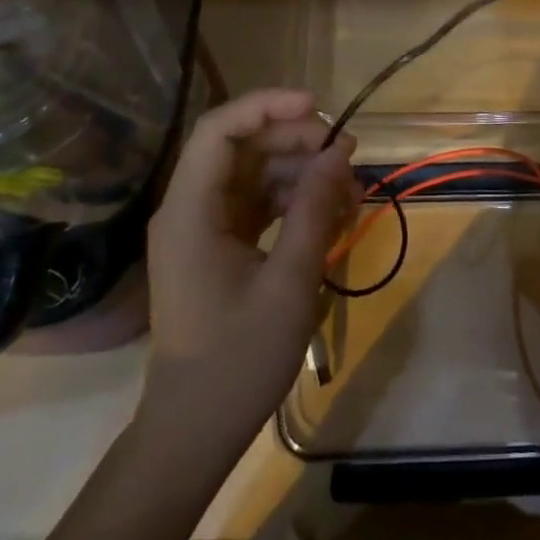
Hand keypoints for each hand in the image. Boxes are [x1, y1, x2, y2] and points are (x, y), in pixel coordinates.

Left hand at [141, 89, 357, 453]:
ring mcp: (204, 226)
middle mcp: (191, 207)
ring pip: (255, 171)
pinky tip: (330, 216)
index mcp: (190, 210)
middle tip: (346, 154)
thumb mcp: (289, 283)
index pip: (220, 129)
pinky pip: (258, 202)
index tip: (318, 109)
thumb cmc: (237, 361)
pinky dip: (294, 200)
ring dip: (302, 172)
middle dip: (296, 141)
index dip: (267, 107)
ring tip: (349, 191)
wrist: (194, 432)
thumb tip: (339, 152)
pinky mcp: (220, 244)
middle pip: (242, 145)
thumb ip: (313, 210)